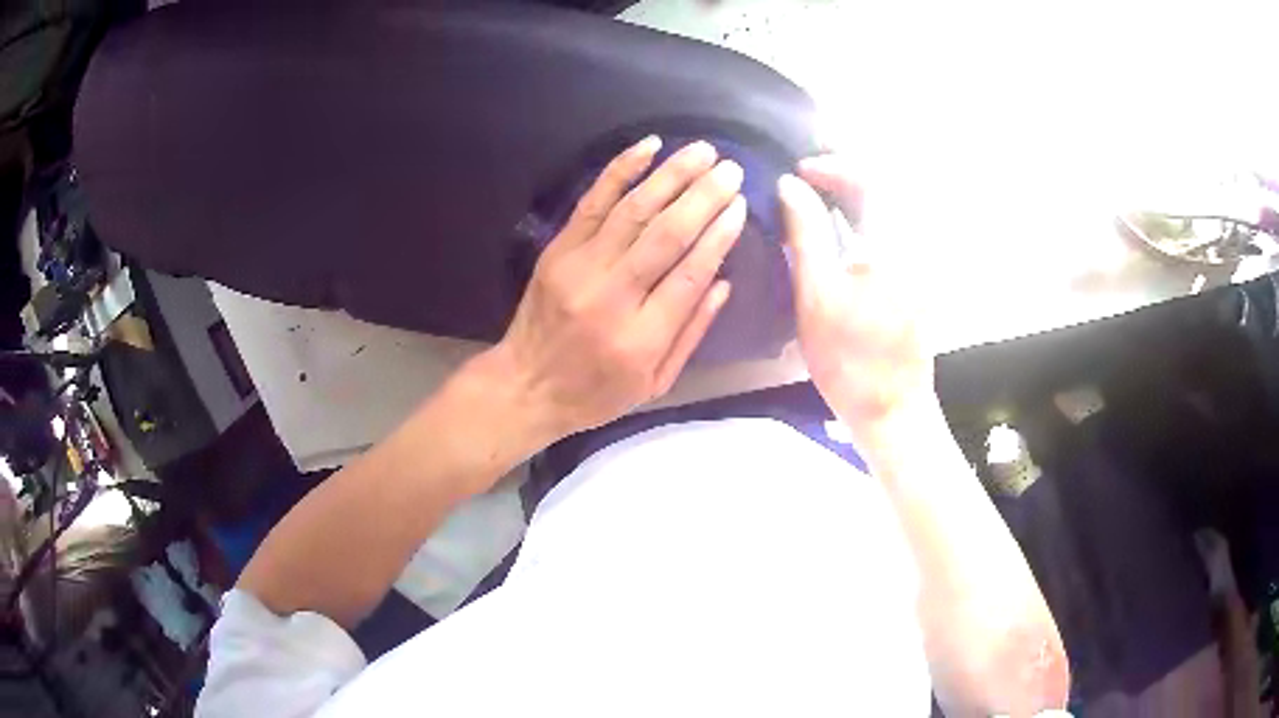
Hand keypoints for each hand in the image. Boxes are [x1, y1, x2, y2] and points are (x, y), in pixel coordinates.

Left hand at [493, 137, 746, 442]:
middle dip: (704, 196)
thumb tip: (724, 281)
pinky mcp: (558, 250)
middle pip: (667, 235)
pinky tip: (648, 147)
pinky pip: (592, 201)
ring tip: (703, 151)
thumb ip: (692, 333)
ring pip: (634, 210)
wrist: (526, 385)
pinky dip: (620, 170)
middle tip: (731, 169)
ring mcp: (580, 268)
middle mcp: (612, 297)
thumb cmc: (596, 393)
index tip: (740, 206)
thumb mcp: (655, 384)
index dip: (719, 235)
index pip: (690, 274)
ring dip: (672, 175)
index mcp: (642, 338)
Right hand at [778, 154, 933, 433]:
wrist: (891, 409)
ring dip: (855, 192)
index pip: (871, 178)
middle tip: (807, 176)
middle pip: (886, 185)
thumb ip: (806, 233)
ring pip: (890, 205)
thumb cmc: (850, 359)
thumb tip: (789, 185)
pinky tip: (841, 225)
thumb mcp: (817, 295)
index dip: (833, 166)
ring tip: (818, 194)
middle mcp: (916, 243)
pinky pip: (893, 227)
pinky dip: (866, 215)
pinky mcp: (917, 275)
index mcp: (895, 243)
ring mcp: (921, 260)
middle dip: (845, 172)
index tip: (798, 173)